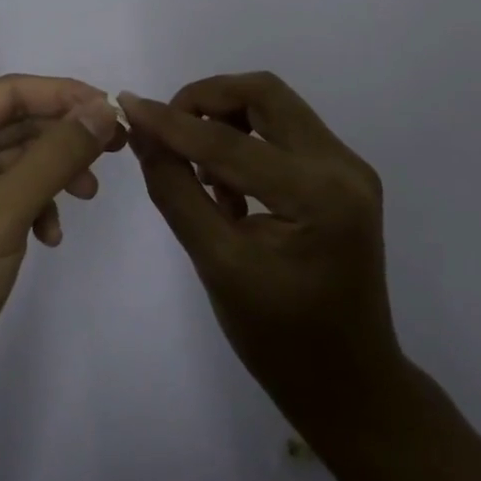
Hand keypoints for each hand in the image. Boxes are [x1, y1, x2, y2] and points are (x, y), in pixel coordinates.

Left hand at [0, 75, 123, 421]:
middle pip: (11, 124)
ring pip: (9, 162)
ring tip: (86, 198)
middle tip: (114, 152)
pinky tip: (48, 236)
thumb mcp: (4, 212)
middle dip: (61, 139)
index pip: (8, 92)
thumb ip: (56, 155)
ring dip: (49, 176)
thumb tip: (103, 109)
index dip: (64, 95)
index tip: (113, 109)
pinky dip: (29, 207)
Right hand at [121, 73, 405, 443]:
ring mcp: (349, 169)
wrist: (352, 386)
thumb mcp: (217, 264)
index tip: (128, 105)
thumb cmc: (281, 340)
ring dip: (226, 119)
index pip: (230, 141)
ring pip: (275, 107)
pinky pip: (285, 133)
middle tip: (166, 129)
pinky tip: (226, 186)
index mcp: (319, 195)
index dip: (172, 121)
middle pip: (264, 94)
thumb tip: (142, 133)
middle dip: (206, 101)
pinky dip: (246, 140)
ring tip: (196, 168)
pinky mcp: (343, 177)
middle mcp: (343, 166)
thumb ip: (176, 190)